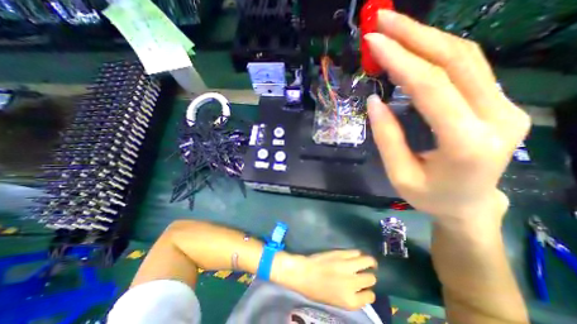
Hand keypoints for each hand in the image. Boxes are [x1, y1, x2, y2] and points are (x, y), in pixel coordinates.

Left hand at [286, 250, 376, 309]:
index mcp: (350, 300)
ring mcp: (347, 266)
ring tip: (370, 262)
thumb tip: (361, 289)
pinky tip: (358, 255)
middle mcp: (352, 283)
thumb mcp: (337, 302)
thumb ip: (351, 297)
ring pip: (367, 262)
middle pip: (371, 279)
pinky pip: (356, 252)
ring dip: (370, 263)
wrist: (304, 273)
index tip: (365, 288)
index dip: (368, 292)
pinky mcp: (341, 253)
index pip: (370, 296)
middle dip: (370, 277)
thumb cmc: (317, 290)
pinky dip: (359, 254)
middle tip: (366, 274)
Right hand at [367, 9, 528, 222]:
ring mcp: (503, 106)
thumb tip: (374, 102)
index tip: (374, 43)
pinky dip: (437, 52)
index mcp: (465, 142)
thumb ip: (387, 137)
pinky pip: (467, 68)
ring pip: (465, 57)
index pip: (431, 87)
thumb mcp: (400, 173)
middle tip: (382, 21)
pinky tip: (414, 47)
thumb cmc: (430, 196)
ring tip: (395, 27)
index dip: (400, 60)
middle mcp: (495, 117)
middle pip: (456, 60)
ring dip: (426, 37)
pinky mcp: (497, 103)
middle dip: (415, 35)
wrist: (470, 205)